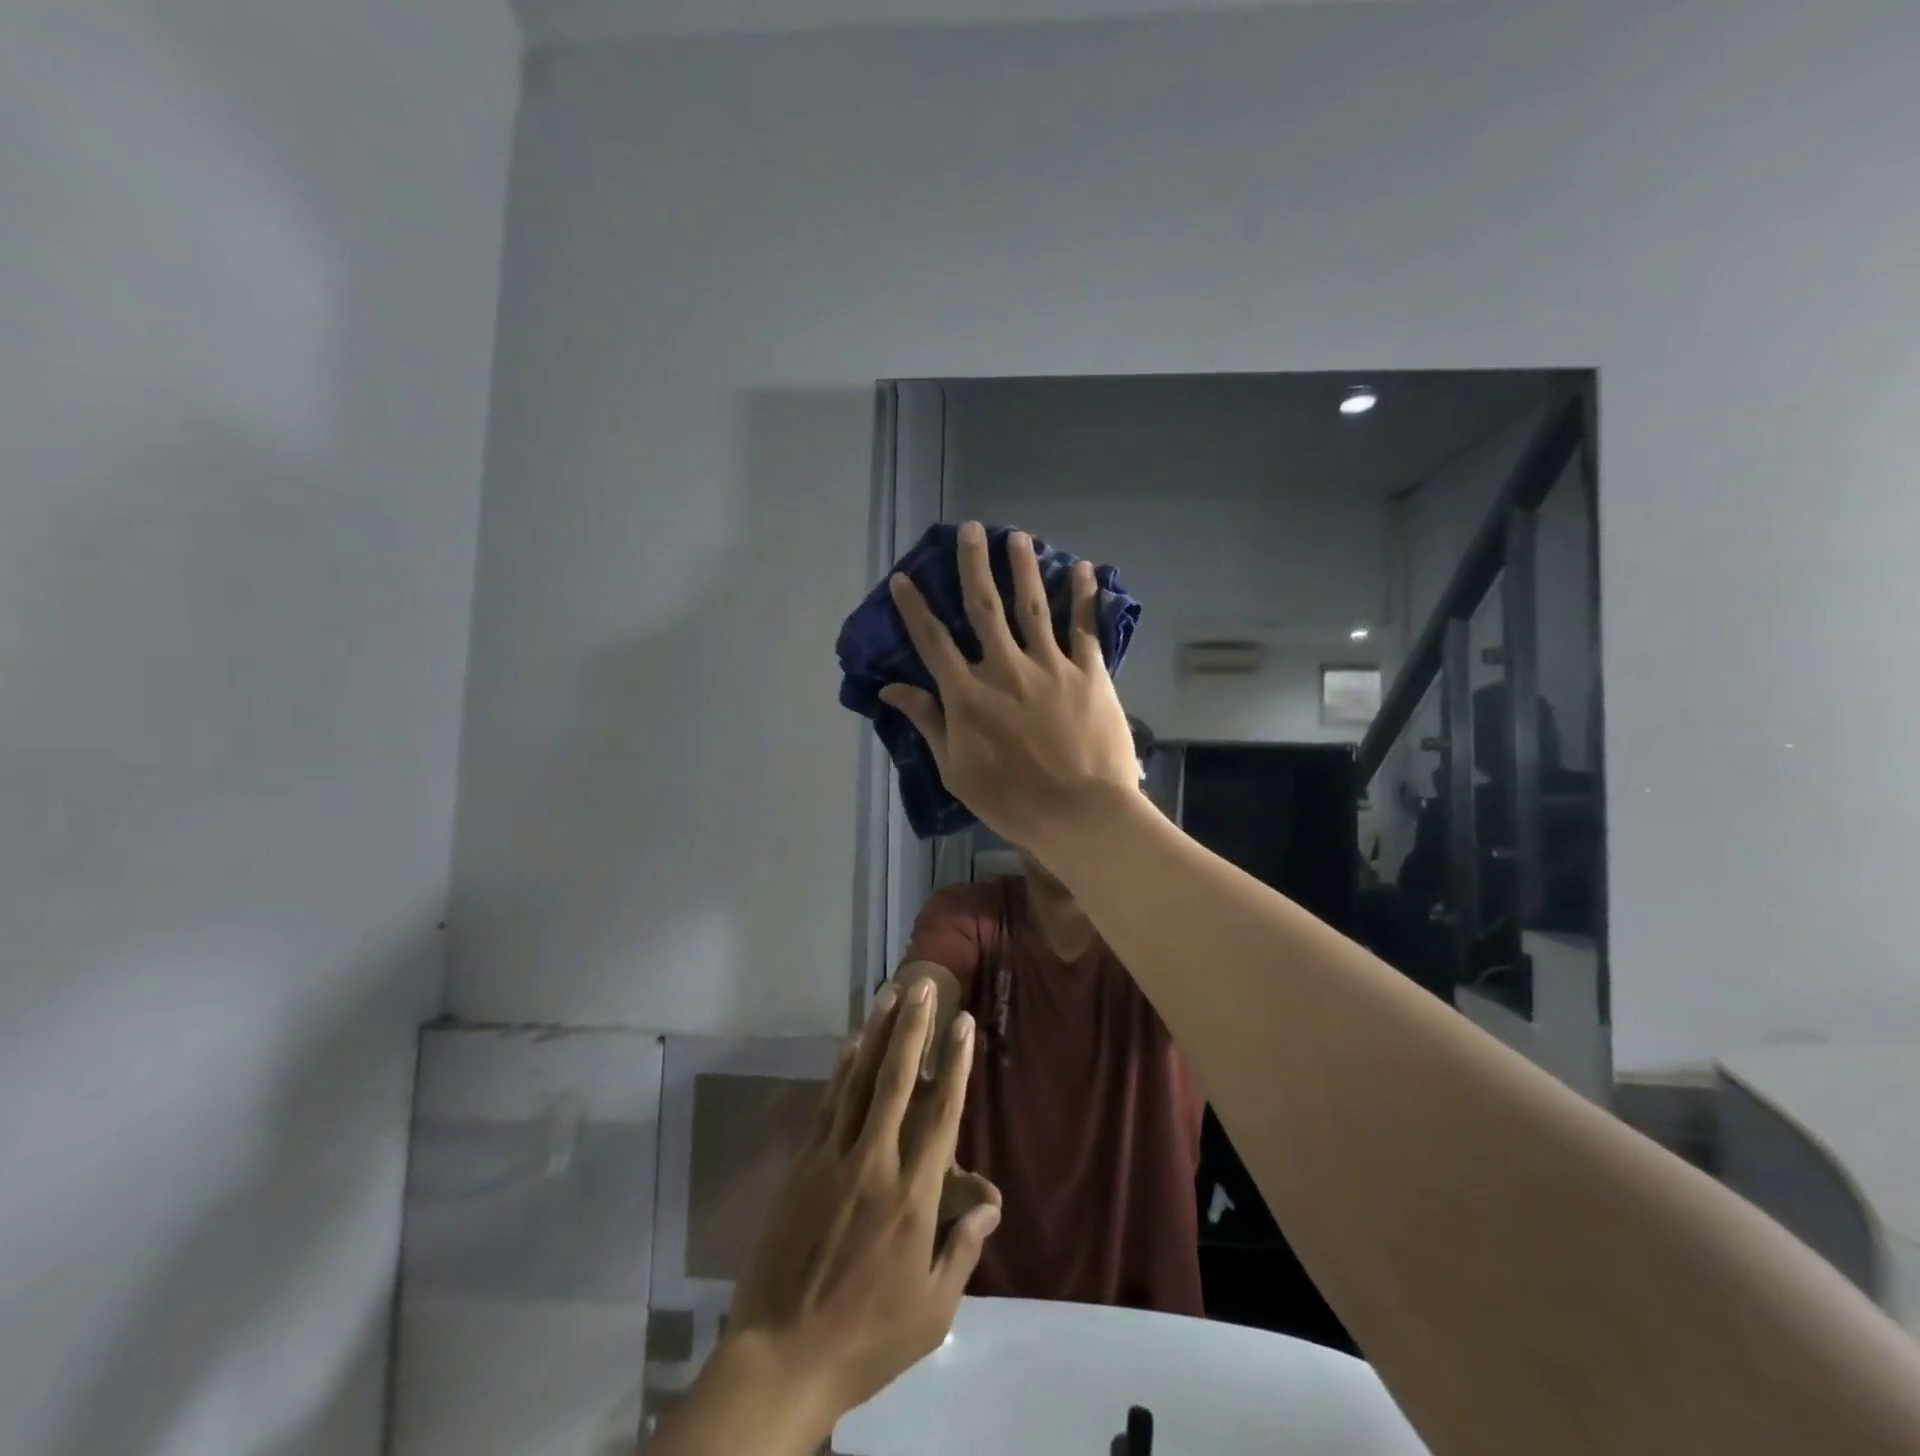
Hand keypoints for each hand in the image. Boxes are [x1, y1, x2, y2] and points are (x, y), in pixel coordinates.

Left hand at [726, 982, 1001, 1428]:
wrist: (781, 1357)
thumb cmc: (867, 1337)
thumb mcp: (932, 1310)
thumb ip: (963, 1247)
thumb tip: (990, 1201)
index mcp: (913, 1196)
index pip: (941, 1113)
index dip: (954, 1064)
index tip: (963, 1024)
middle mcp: (875, 1162)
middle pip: (898, 1080)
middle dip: (913, 1027)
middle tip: (923, 985)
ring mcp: (833, 1158)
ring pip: (860, 1082)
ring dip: (877, 1034)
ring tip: (890, 994)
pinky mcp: (802, 1165)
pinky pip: (827, 1105)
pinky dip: (842, 1070)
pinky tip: (851, 1044)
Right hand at [881, 521, 1139, 855]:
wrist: (1080, 814)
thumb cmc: (1012, 800)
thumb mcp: (956, 770)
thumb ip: (928, 724)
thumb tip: (893, 689)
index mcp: (969, 695)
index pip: (934, 642)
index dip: (916, 608)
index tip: (904, 578)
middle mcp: (1006, 669)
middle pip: (985, 608)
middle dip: (973, 567)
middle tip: (970, 530)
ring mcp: (1050, 667)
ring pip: (1033, 607)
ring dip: (1024, 568)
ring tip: (1017, 536)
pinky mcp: (1089, 674)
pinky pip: (1085, 628)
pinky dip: (1084, 597)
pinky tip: (1083, 569)